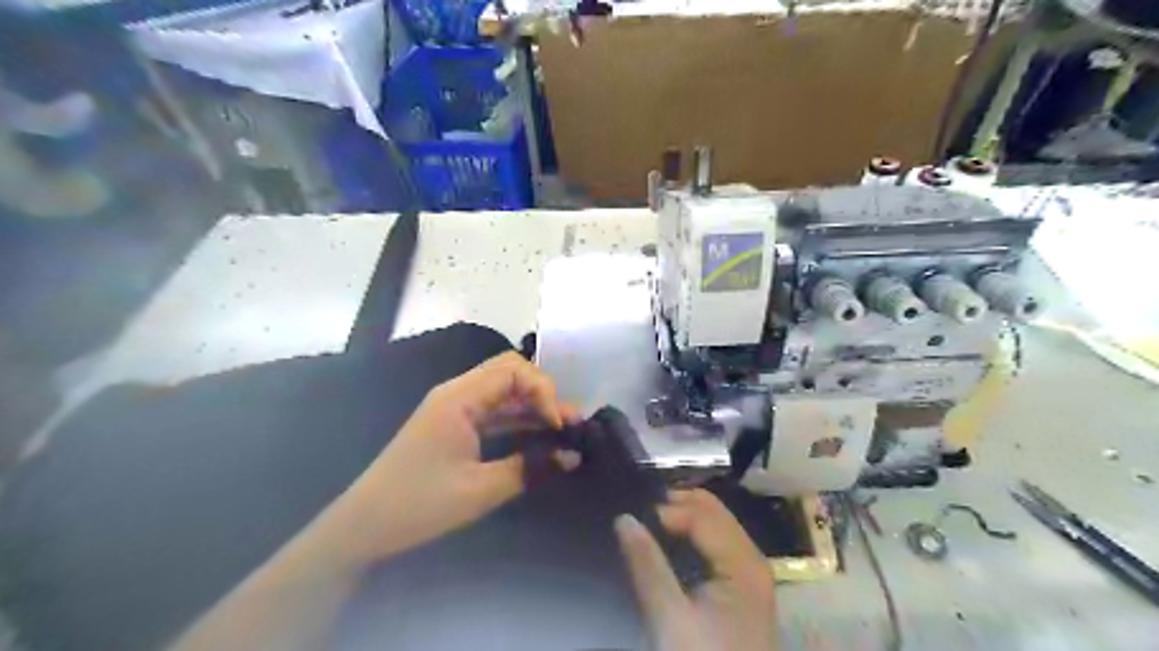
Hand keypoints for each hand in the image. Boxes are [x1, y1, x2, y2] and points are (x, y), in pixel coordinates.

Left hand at [335, 352, 580, 562]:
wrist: (364, 526)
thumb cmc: (419, 504)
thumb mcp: (480, 490)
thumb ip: (529, 469)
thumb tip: (573, 457)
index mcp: (459, 398)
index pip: (513, 370)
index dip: (543, 390)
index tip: (558, 425)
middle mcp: (457, 394)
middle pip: (509, 373)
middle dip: (542, 393)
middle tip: (568, 423)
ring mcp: (455, 409)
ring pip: (503, 393)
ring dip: (533, 407)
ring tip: (565, 430)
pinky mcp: (454, 426)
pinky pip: (493, 412)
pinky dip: (517, 421)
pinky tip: (539, 437)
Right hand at [616, 488, 778, 649]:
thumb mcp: (670, 617)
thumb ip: (648, 565)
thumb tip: (624, 519)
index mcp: (743, 563)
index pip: (703, 514)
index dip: (669, 509)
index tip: (635, 518)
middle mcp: (752, 558)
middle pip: (715, 512)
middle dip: (679, 504)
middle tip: (641, 510)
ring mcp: (751, 571)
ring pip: (718, 524)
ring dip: (686, 517)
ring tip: (652, 521)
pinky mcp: (744, 585)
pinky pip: (720, 542)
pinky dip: (696, 533)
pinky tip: (673, 540)